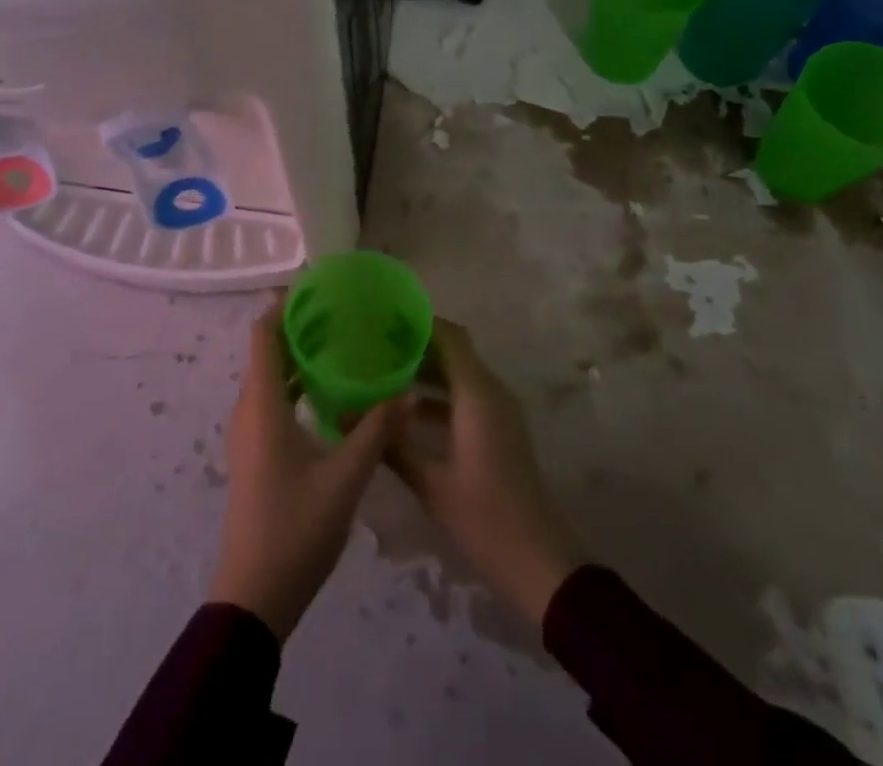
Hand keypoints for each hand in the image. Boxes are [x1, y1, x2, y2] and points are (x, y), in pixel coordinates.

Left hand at [208, 306, 401, 640]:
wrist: (254, 594)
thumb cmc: (296, 528)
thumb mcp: (346, 478)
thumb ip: (377, 430)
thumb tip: (407, 391)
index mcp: (262, 404)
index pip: (263, 334)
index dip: (284, 305)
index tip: (317, 287)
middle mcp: (249, 408)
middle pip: (268, 351)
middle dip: (299, 326)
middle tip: (342, 312)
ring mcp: (249, 432)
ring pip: (271, 376)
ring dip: (299, 355)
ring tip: (342, 343)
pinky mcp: (256, 451)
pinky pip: (273, 399)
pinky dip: (297, 383)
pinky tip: (331, 391)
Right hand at [387, 319, 586, 627]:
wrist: (540, 564)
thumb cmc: (484, 518)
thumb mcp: (430, 482)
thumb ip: (390, 444)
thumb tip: (342, 416)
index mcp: (478, 395)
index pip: (450, 337)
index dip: (419, 322)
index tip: (384, 318)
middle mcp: (492, 394)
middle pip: (454, 352)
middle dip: (416, 346)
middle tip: (374, 345)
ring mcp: (499, 413)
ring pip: (459, 375)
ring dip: (426, 372)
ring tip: (383, 373)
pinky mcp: (499, 432)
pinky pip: (466, 397)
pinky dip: (439, 396)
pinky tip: (406, 412)